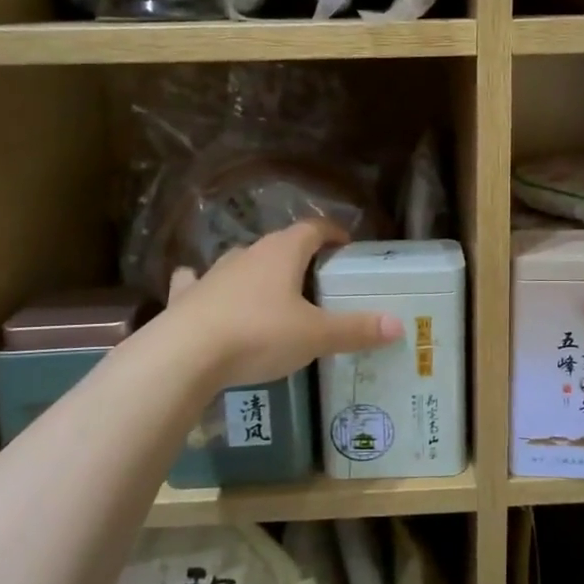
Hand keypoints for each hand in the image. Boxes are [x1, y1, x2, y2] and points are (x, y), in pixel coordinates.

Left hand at [161, 220, 401, 392]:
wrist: (185, 355)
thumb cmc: (259, 335)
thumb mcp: (316, 336)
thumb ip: (356, 329)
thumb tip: (398, 324)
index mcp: (282, 253)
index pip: (314, 228)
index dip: (333, 233)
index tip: (346, 246)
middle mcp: (247, 253)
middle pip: (278, 245)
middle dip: (298, 257)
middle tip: (315, 280)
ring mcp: (213, 273)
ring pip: (240, 262)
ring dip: (256, 271)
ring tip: (270, 291)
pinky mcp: (186, 296)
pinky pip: (196, 282)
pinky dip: (204, 285)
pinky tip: (203, 290)